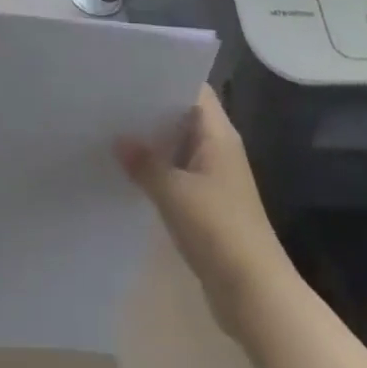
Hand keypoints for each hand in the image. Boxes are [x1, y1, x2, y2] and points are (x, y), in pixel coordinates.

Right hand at [118, 85, 293, 336]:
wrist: (255, 295)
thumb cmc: (219, 231)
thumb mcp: (174, 193)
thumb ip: (144, 163)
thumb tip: (118, 139)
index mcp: (218, 134)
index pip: (193, 88)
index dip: (165, 76)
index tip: (130, 71)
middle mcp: (218, 148)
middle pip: (183, 115)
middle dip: (151, 108)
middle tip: (111, 98)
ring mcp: (214, 177)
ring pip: (178, 146)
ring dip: (152, 141)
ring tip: (111, 128)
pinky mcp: (207, 203)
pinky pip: (177, 173)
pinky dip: (157, 169)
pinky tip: (128, 170)